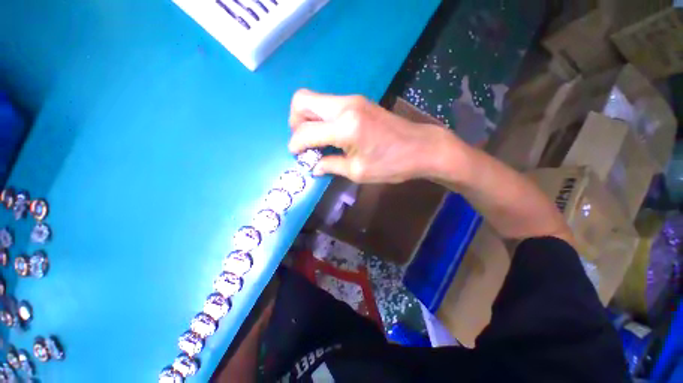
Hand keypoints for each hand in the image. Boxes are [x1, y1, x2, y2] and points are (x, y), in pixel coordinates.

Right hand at [288, 89, 455, 183]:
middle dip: (295, 122)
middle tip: (304, 143)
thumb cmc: (391, 164)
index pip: (305, 131)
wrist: (421, 147)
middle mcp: (345, 106)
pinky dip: (321, 118)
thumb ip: (331, 165)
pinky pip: (328, 105)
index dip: (295, 145)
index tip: (296, 155)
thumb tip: (313, 166)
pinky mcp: (358, 102)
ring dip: (308, 119)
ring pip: (314, 100)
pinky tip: (330, 135)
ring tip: (316, 141)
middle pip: (302, 101)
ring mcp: (352, 100)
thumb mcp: (358, 172)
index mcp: (345, 127)